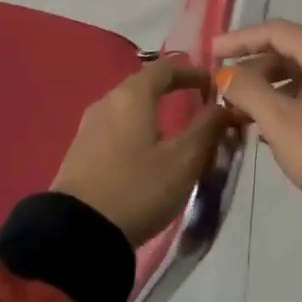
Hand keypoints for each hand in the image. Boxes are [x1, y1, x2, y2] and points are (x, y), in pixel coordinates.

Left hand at [51, 62, 230, 245]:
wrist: (77, 234)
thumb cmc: (138, 189)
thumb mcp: (183, 161)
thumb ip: (207, 128)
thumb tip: (224, 106)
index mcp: (132, 95)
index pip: (166, 67)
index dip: (193, 72)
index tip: (215, 88)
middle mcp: (107, 101)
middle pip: (146, 86)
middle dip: (176, 94)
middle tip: (201, 114)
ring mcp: (89, 126)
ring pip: (130, 109)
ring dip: (156, 116)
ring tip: (178, 141)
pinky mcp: (80, 151)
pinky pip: (116, 129)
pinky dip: (138, 133)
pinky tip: (148, 158)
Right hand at [212, 21, 301, 241]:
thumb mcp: (283, 123)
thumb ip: (249, 91)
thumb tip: (227, 73)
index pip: (275, 31)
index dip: (239, 40)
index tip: (209, 54)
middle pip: (288, 52)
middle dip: (252, 70)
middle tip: (222, 93)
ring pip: (301, 78)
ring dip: (268, 91)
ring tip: (238, 115)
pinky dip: (288, 106)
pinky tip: (268, 131)